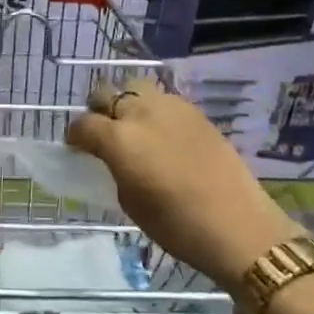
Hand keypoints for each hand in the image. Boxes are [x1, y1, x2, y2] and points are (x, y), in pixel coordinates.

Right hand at [68, 77, 297, 287]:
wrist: (238, 226)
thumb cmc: (177, 225)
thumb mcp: (129, 201)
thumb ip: (113, 168)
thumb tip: (111, 157)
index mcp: (118, 138)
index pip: (83, 124)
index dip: (75, 136)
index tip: (76, 148)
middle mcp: (140, 113)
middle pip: (106, 94)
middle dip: (98, 110)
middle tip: (102, 132)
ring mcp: (170, 106)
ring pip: (135, 87)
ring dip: (127, 102)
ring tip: (133, 126)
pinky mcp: (195, 111)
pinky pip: (163, 99)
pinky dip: (153, 109)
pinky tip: (161, 132)